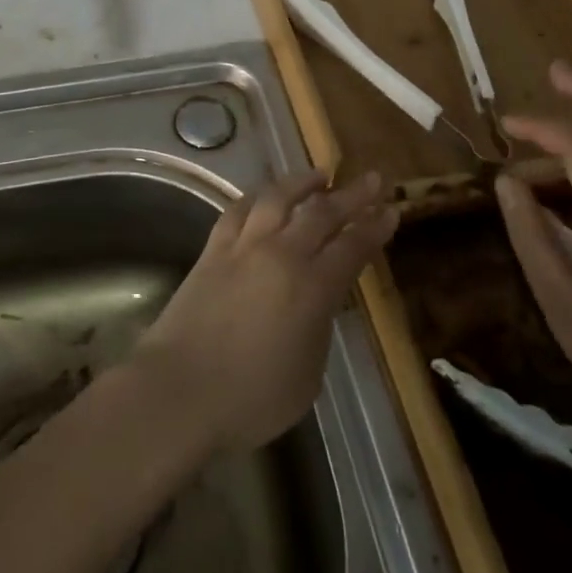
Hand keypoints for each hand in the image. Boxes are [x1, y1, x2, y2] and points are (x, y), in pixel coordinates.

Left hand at [135, 170, 398, 453]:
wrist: (180, 389)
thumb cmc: (252, 398)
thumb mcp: (308, 374)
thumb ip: (318, 327)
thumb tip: (318, 301)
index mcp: (313, 289)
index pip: (352, 248)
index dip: (374, 227)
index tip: (391, 209)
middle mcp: (281, 255)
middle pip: (321, 213)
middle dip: (351, 195)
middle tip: (371, 179)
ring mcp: (243, 247)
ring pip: (277, 198)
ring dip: (302, 183)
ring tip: (319, 174)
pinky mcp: (212, 249)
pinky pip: (238, 210)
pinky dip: (257, 198)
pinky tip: (264, 196)